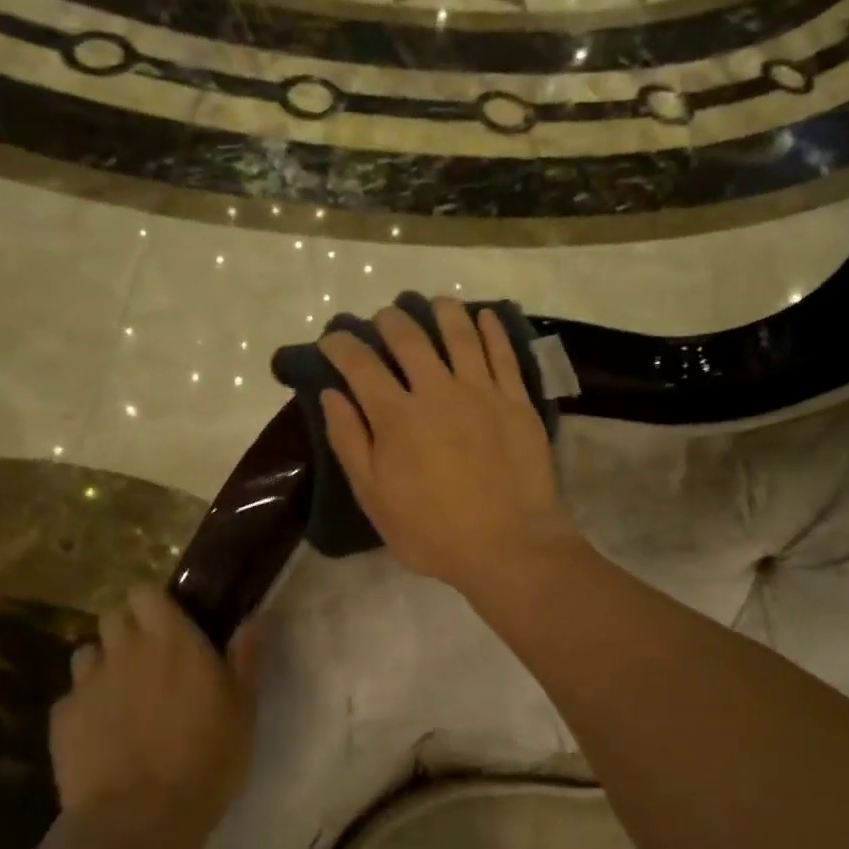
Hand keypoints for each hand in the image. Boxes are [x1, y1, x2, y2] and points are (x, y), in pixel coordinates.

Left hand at [51, 587, 258, 828]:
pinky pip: (71, 699)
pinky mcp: (61, 720)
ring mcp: (87, 683)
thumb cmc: (206, 756)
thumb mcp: (244, 707)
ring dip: (103, 666)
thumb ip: (246, 657)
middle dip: (127, 632)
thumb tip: (254, 618)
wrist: (140, 818)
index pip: (145, 592)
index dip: (153, 604)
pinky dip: (84, 709)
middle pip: (113, 617)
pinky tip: (100, 737)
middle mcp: (124, 649)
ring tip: (121, 698)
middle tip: (148, 662)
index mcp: (171, 638)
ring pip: (87, 655)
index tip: (168, 624)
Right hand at [319, 299, 583, 599]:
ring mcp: (481, 392)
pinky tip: (484, 316)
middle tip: (383, 317)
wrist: (508, 545)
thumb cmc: (432, 531)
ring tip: (433, 303)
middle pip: (409, 339)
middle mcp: (437, 391)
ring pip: (460, 334)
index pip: (360, 365)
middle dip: (390, 321)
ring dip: (443, 312)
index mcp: (396, 416)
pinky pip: (504, 353)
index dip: (341, 346)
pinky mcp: (517, 401)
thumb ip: (350, 442)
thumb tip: (331, 395)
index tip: (332, 339)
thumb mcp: (375, 497)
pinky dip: (492, 329)